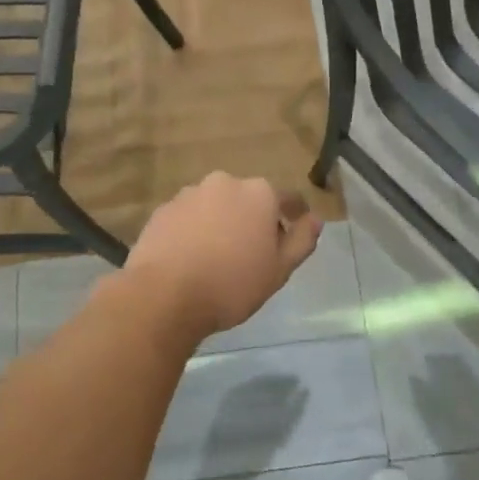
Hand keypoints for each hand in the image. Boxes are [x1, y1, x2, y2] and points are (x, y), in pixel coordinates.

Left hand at [123, 173, 323, 337]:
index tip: (293, 235)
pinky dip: (195, 230)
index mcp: (259, 193)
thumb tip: (315, 219)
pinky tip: (191, 258)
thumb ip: (301, 241)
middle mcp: (225, 183)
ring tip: (218, 257)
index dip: (294, 216)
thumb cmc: (231, 284)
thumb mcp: (279, 270)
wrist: (163, 295)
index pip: (287, 198)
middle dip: (254, 219)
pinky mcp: (163, 210)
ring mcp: (189, 194)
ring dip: (222, 223)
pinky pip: (189, 217)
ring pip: (216, 206)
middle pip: (249, 199)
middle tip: (253, 253)